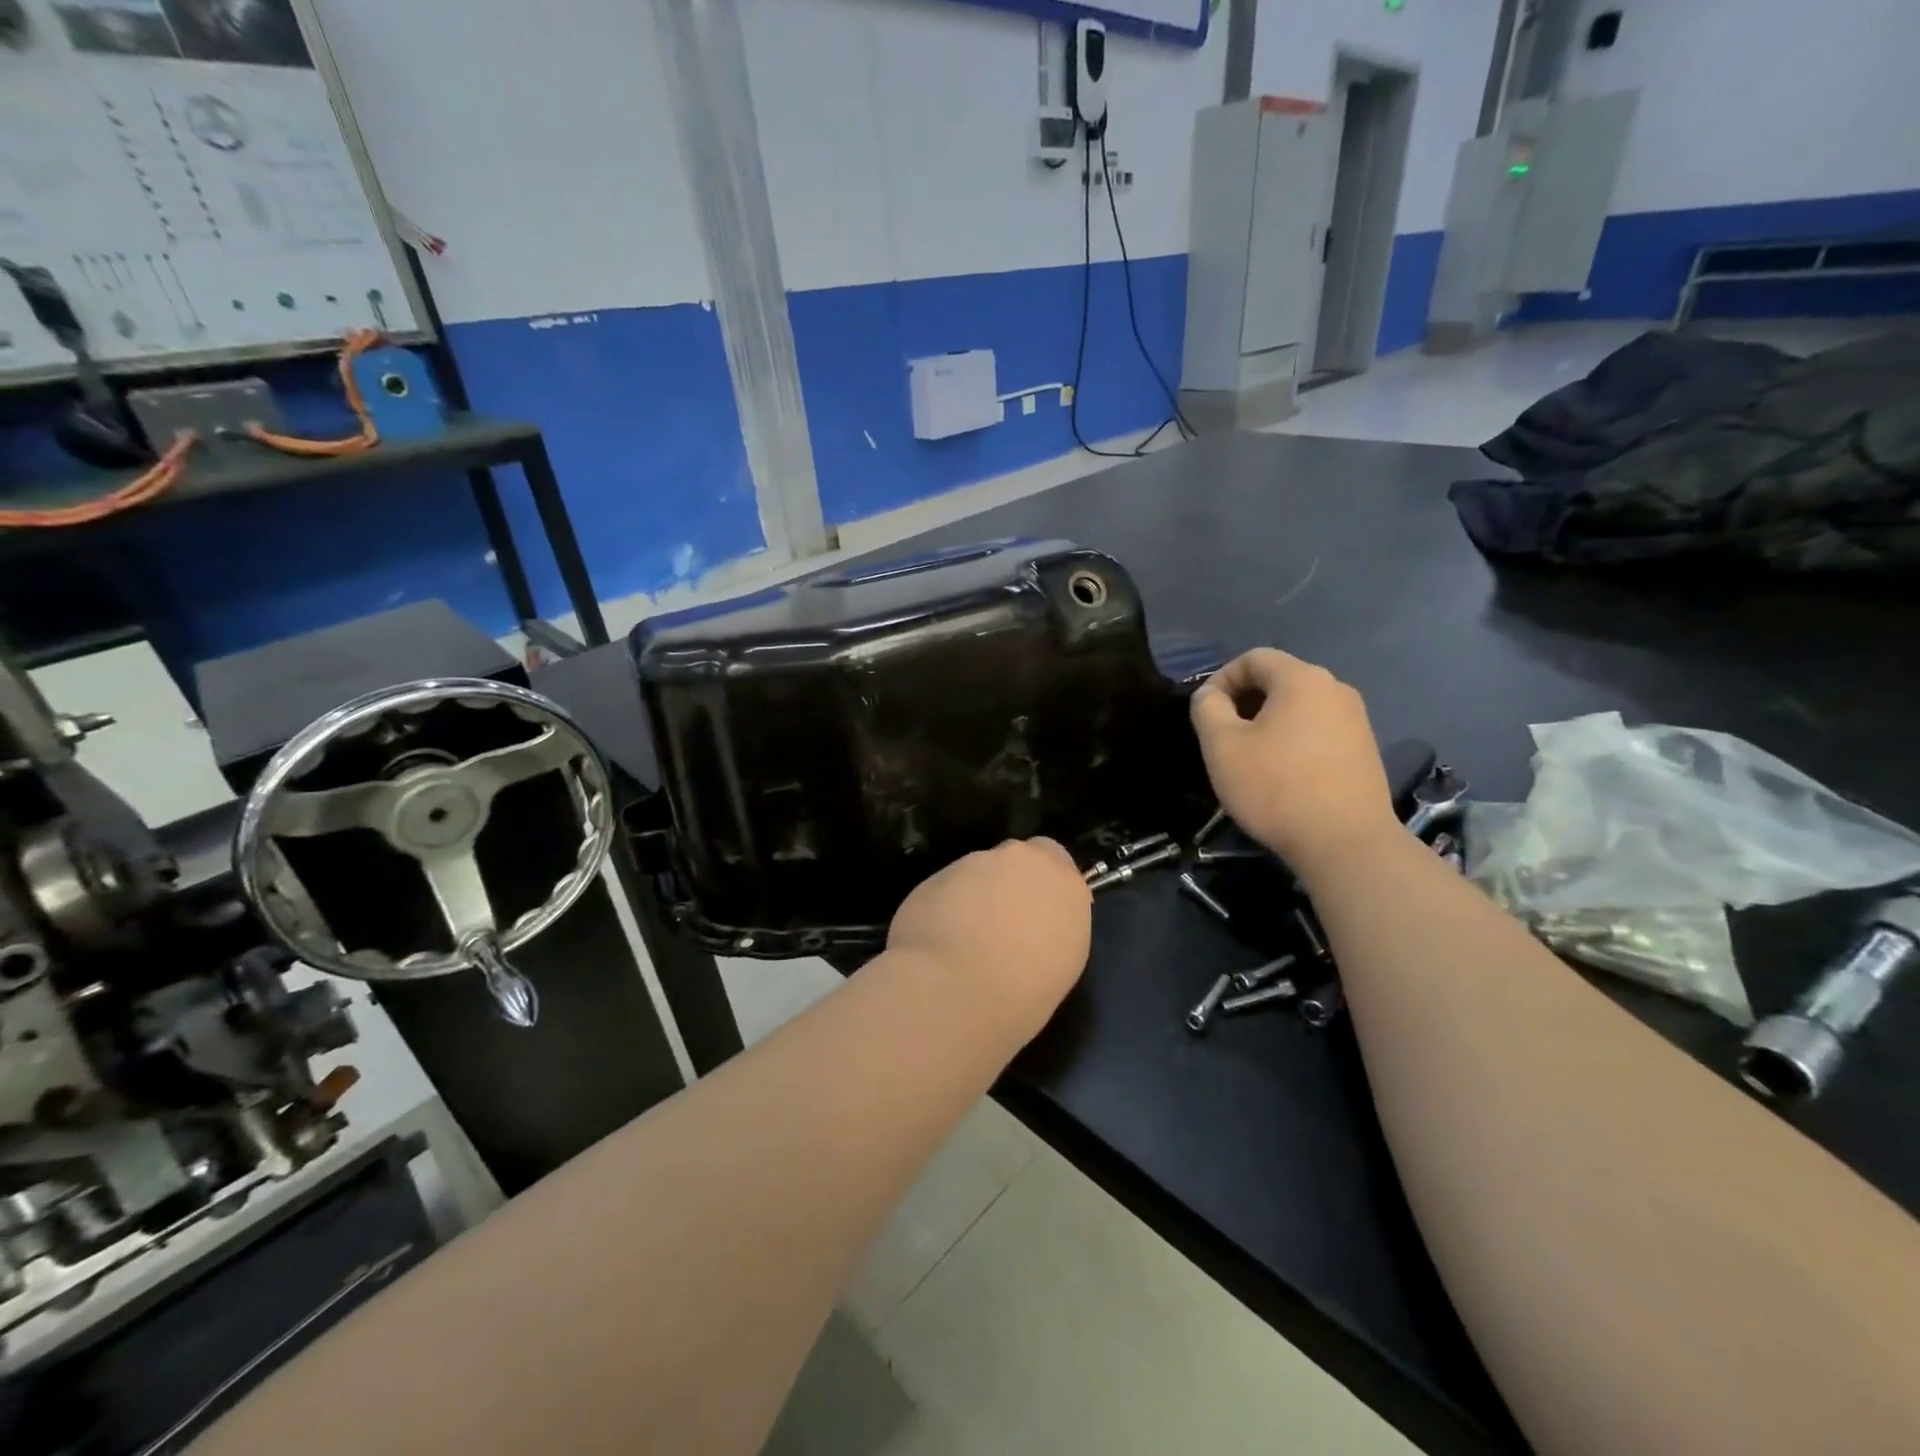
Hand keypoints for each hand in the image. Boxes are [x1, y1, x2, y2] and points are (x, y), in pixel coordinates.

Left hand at [887, 839, 1091, 1033]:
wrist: (955, 990)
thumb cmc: (1023, 993)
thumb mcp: (1061, 964)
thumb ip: (1050, 927)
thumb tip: (1033, 925)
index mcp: (1064, 884)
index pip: (1057, 860)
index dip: (1042, 883)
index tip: (1035, 911)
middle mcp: (1021, 861)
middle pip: (1016, 859)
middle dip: (1008, 882)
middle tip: (1000, 924)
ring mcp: (974, 863)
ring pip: (978, 871)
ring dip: (975, 894)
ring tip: (964, 939)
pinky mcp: (935, 875)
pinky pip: (947, 887)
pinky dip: (945, 905)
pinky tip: (939, 940)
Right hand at [1190, 649, 1398, 870]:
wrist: (1345, 843)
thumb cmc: (1275, 787)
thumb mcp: (1222, 745)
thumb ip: (1207, 708)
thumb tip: (1211, 695)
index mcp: (1302, 678)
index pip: (1253, 658)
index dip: (1221, 679)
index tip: (1205, 713)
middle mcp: (1335, 689)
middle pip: (1279, 680)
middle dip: (1244, 701)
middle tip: (1222, 737)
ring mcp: (1356, 720)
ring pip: (1299, 707)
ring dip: (1268, 722)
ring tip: (1249, 758)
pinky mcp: (1364, 749)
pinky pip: (1318, 730)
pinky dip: (1292, 740)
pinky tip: (1281, 775)